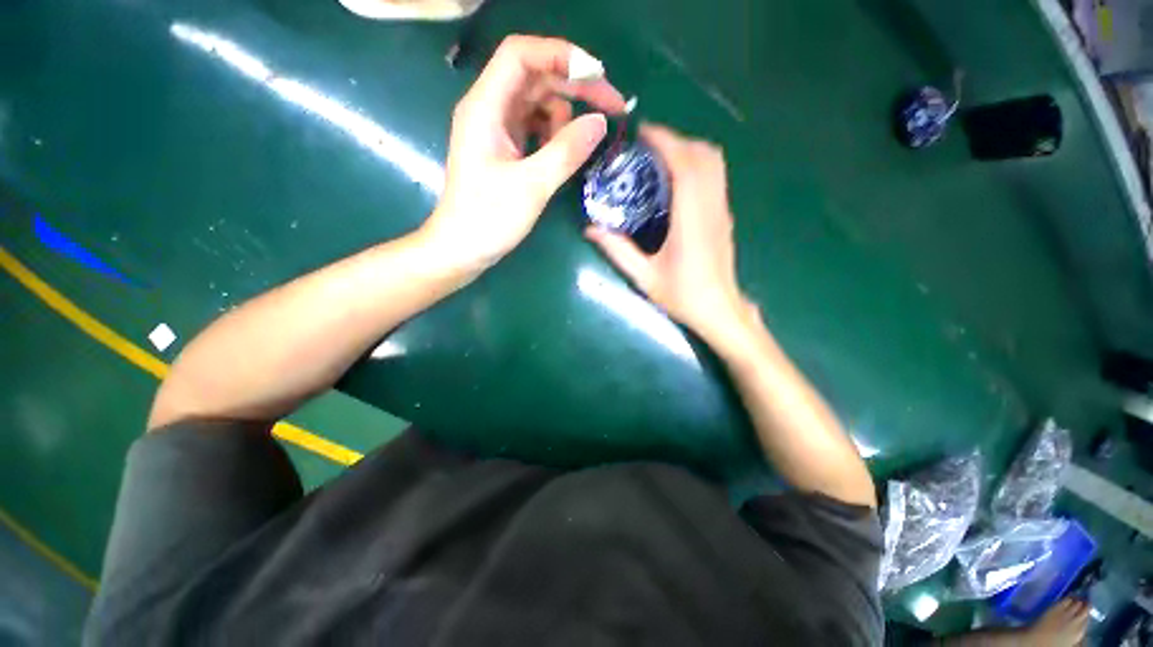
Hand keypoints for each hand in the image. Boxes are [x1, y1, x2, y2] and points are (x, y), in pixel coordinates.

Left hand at [422, 35, 625, 270]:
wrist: (462, 248)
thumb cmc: (489, 219)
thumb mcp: (531, 186)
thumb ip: (566, 152)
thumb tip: (601, 122)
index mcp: (486, 107)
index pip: (521, 55)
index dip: (561, 56)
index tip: (598, 77)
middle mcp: (490, 109)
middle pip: (536, 76)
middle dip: (576, 87)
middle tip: (613, 109)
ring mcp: (497, 129)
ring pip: (538, 102)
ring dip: (565, 117)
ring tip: (576, 149)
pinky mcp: (504, 148)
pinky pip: (535, 127)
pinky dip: (554, 135)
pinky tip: (561, 155)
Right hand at [586, 125, 755, 346]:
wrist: (720, 311)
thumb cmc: (683, 297)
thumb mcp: (644, 278)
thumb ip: (617, 251)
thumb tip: (590, 229)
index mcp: (691, 220)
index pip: (686, 165)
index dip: (666, 141)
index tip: (643, 132)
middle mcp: (712, 208)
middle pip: (705, 154)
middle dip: (676, 140)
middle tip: (646, 146)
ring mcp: (722, 210)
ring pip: (714, 162)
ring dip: (688, 149)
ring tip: (659, 158)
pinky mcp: (725, 216)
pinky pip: (716, 176)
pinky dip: (697, 164)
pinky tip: (676, 179)